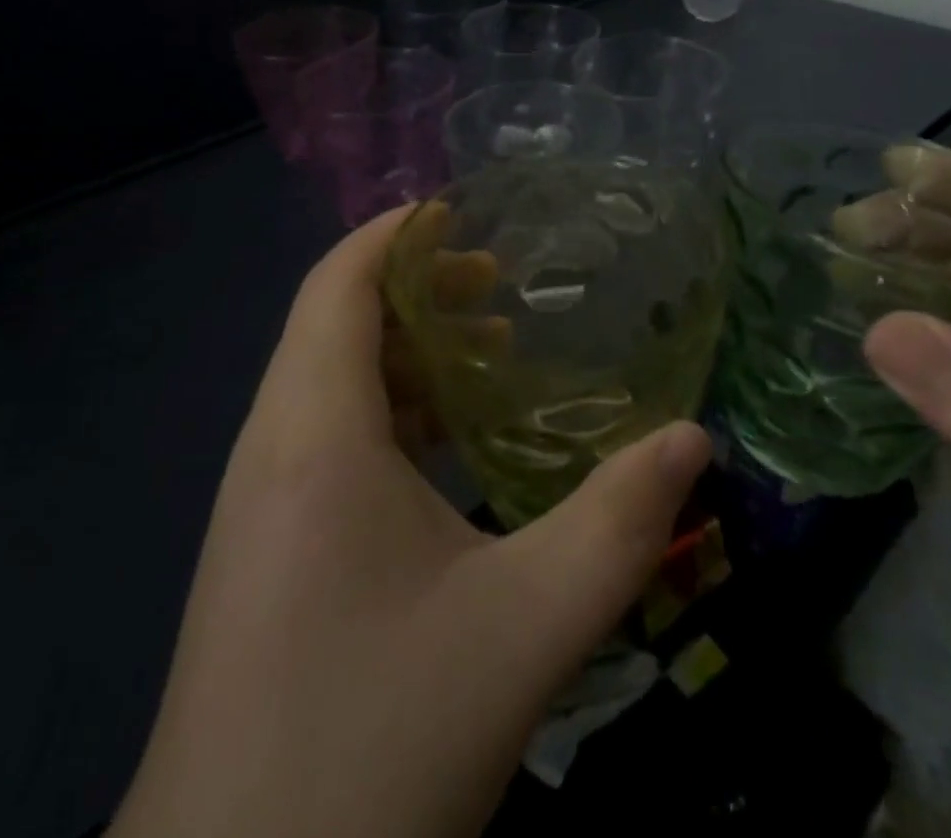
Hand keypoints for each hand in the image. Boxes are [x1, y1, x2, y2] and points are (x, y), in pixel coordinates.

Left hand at [111, 206, 709, 837]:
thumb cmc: (372, 740)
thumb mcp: (523, 628)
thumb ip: (618, 527)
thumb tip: (693, 442)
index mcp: (312, 432)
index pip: (337, 282)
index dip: (394, 232)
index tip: (463, 209)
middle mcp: (271, 447)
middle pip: (334, 322)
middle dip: (415, 287)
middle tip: (501, 286)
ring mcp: (257, 501)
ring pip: (329, 381)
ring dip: (404, 352)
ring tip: (490, 354)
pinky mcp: (262, 547)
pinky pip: (324, 437)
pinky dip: (388, 411)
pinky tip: (449, 448)